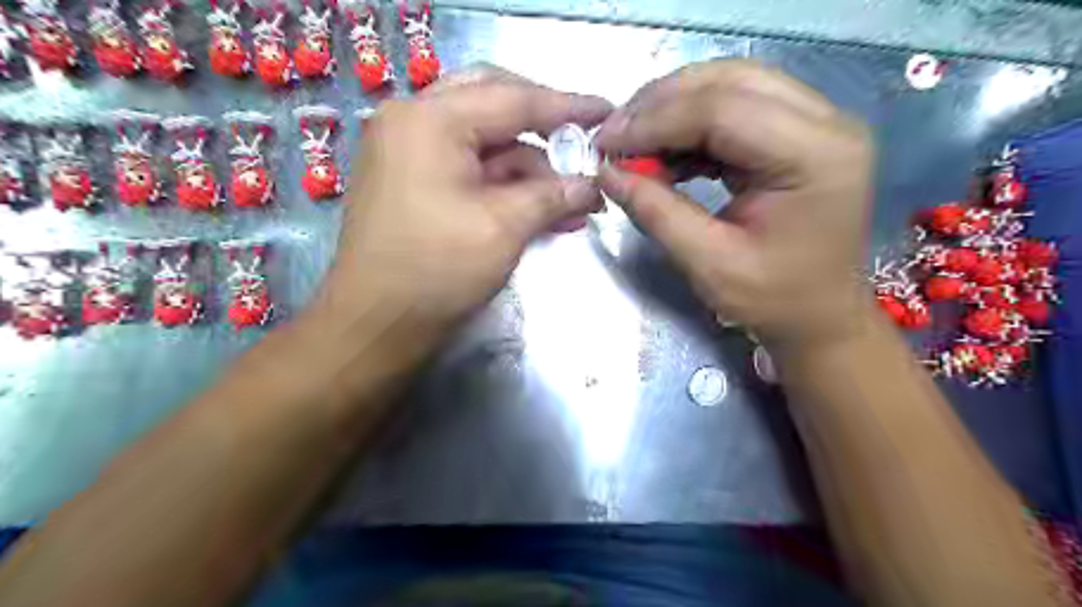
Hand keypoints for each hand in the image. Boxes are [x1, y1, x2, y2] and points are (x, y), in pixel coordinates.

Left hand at [318, 71, 608, 336]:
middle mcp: (414, 122)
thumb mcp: (504, 227)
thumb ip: (552, 196)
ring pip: (485, 142)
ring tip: (575, 200)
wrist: (376, 325)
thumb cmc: (436, 270)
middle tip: (580, 144)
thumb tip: (591, 185)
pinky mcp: (413, 182)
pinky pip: (471, 168)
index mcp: (430, 120)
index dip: (567, 106)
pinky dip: (506, 186)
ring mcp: (409, 152)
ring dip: (530, 169)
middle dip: (543, 127)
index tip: (607, 111)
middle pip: (493, 104)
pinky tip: (543, 209)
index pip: (513, 99)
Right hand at [596, 59, 873, 350]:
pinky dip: (690, 124)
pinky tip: (663, 151)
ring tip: (632, 143)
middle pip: (729, 81)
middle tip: (614, 136)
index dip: (655, 121)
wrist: (820, 316)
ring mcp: (815, 121)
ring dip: (672, 108)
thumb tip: (607, 173)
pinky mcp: (797, 131)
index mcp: (815, 155)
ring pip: (729, 84)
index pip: (723, 109)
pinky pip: (734, 106)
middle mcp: (825, 121)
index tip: (606, 145)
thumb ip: (656, 212)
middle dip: (660, 104)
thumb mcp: (709, 264)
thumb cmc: (774, 300)